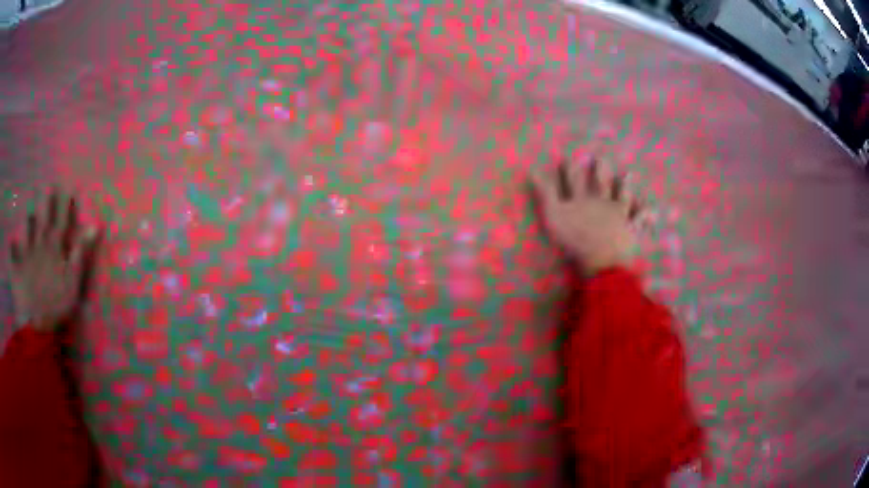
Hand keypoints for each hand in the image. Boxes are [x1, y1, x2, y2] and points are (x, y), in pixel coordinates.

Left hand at [7, 190, 101, 332]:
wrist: (36, 325)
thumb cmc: (57, 306)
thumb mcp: (73, 282)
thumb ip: (81, 253)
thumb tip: (94, 226)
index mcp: (54, 247)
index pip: (61, 218)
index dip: (65, 202)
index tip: (69, 186)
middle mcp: (39, 243)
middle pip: (42, 216)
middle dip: (45, 200)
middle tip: (47, 185)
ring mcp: (26, 254)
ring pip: (26, 229)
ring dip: (28, 220)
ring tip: (29, 213)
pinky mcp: (17, 267)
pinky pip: (12, 253)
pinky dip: (11, 247)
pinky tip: (10, 242)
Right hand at [530, 156, 642, 277]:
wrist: (602, 260)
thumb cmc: (575, 240)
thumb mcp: (554, 216)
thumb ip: (545, 193)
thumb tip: (532, 170)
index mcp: (582, 199)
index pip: (573, 180)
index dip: (568, 169)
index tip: (566, 157)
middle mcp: (601, 202)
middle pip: (601, 183)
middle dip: (600, 170)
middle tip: (601, 157)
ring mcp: (618, 214)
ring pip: (623, 196)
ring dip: (626, 185)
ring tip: (629, 174)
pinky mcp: (630, 229)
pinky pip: (640, 220)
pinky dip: (645, 215)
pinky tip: (652, 211)